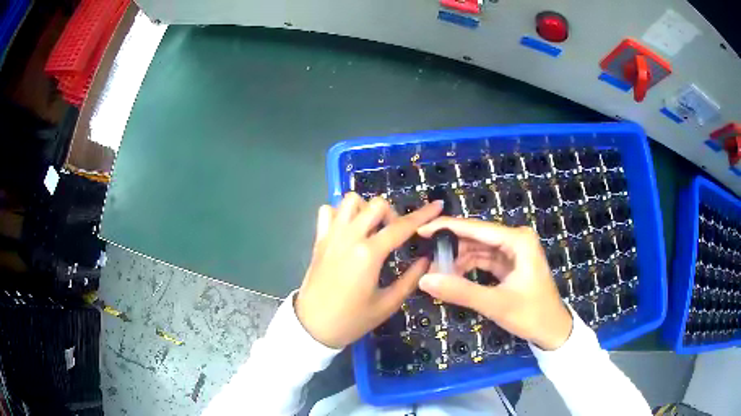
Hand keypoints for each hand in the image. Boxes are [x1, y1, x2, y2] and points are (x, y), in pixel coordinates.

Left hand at [295, 193, 442, 348]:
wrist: (312, 327)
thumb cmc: (352, 320)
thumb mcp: (387, 305)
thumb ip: (411, 279)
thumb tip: (427, 260)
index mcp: (368, 254)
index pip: (401, 227)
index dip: (423, 215)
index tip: (437, 205)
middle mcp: (349, 237)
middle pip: (376, 204)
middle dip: (392, 214)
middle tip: (394, 235)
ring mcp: (331, 236)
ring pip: (350, 200)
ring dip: (365, 209)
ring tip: (370, 230)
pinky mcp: (318, 240)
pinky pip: (327, 211)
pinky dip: (340, 214)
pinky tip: (348, 231)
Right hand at [417, 218, 572, 349]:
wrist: (553, 331)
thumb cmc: (531, 315)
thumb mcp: (496, 304)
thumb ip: (461, 291)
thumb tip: (424, 279)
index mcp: (518, 240)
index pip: (476, 228)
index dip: (446, 228)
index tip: (421, 230)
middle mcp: (516, 239)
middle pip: (476, 236)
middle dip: (451, 247)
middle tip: (426, 258)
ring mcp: (513, 251)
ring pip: (478, 248)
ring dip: (458, 259)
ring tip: (437, 272)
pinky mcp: (510, 263)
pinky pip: (483, 259)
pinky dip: (467, 267)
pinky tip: (453, 275)